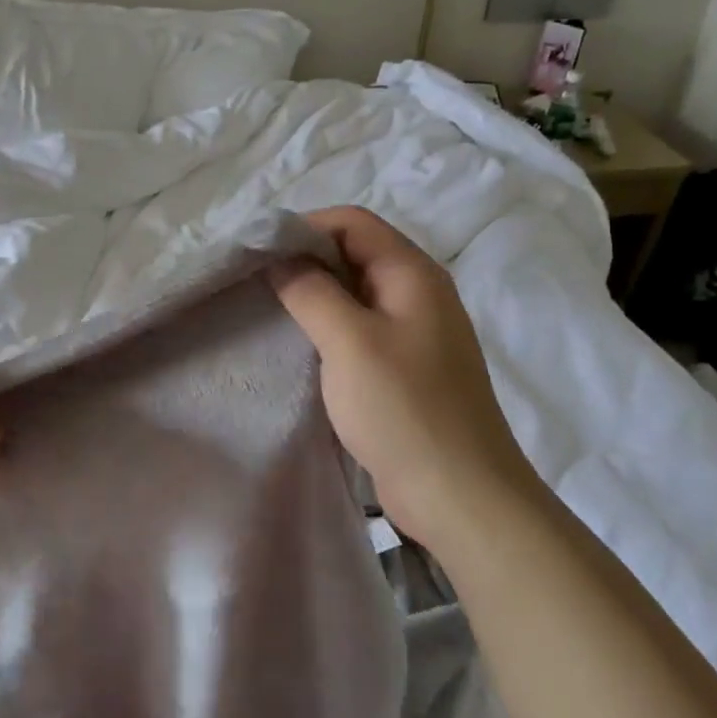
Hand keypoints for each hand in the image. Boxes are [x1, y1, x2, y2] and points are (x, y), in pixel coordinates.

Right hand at [271, 207, 543, 550]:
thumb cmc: (404, 409)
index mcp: (413, 274)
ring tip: (270, 308)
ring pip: (355, 292)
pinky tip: (300, 344)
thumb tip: (279, 257)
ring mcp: (414, 332)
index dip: (305, 226)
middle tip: (257, 279)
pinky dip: (328, 325)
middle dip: (305, 258)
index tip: (259, 250)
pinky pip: (360, 328)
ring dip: (315, 293)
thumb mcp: (349, 341)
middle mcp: (418, 293)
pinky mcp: (405, 367)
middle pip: (355, 252)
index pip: (353, 221)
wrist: (459, 496)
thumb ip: (311, 291)